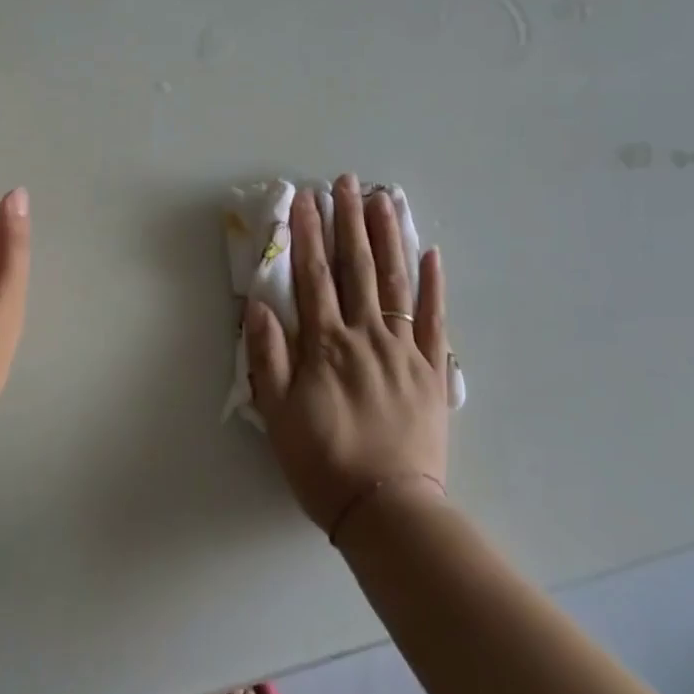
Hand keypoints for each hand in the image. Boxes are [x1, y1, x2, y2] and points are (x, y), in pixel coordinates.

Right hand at [245, 175, 449, 537]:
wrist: (388, 511)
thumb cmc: (323, 463)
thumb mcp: (278, 415)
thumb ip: (267, 357)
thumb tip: (258, 304)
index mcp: (325, 345)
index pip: (313, 276)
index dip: (307, 234)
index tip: (305, 199)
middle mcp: (365, 335)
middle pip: (355, 266)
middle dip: (348, 220)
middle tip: (346, 182)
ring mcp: (403, 349)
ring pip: (394, 281)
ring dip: (388, 237)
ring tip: (383, 199)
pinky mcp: (432, 369)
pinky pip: (434, 319)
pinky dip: (433, 284)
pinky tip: (431, 252)